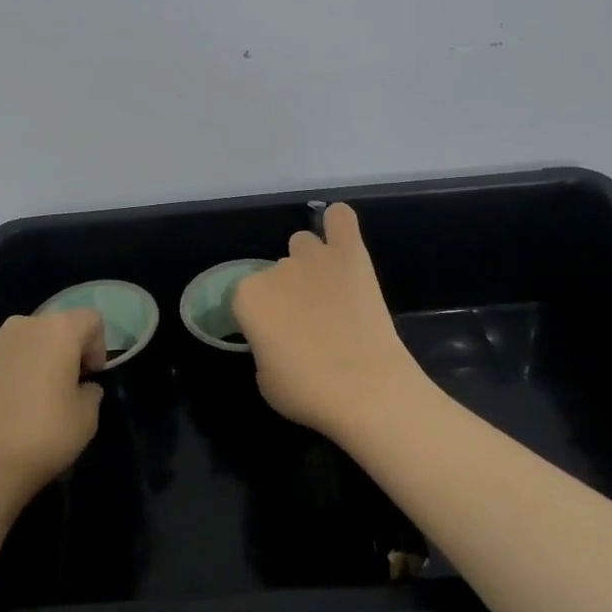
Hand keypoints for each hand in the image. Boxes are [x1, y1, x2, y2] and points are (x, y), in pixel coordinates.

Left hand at [0, 311, 104, 513]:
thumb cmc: (41, 436)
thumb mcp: (86, 419)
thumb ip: (91, 393)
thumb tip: (83, 388)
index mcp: (57, 331)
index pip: (91, 319)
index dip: (99, 346)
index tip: (91, 377)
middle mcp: (23, 326)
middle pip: (57, 327)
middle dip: (67, 351)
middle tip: (68, 388)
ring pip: (28, 342)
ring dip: (39, 361)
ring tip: (37, 401)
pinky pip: (4, 360)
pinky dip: (14, 374)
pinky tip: (11, 408)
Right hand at [231, 203, 427, 439]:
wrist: (366, 389)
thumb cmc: (308, 392)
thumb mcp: (265, 379)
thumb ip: (263, 346)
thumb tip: (278, 336)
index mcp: (247, 298)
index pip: (245, 298)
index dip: (260, 319)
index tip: (275, 338)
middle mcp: (276, 269)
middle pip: (276, 271)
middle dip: (287, 293)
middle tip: (307, 323)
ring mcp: (314, 257)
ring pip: (303, 244)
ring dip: (309, 263)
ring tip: (328, 291)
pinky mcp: (351, 254)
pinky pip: (341, 218)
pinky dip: (338, 224)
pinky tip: (341, 237)